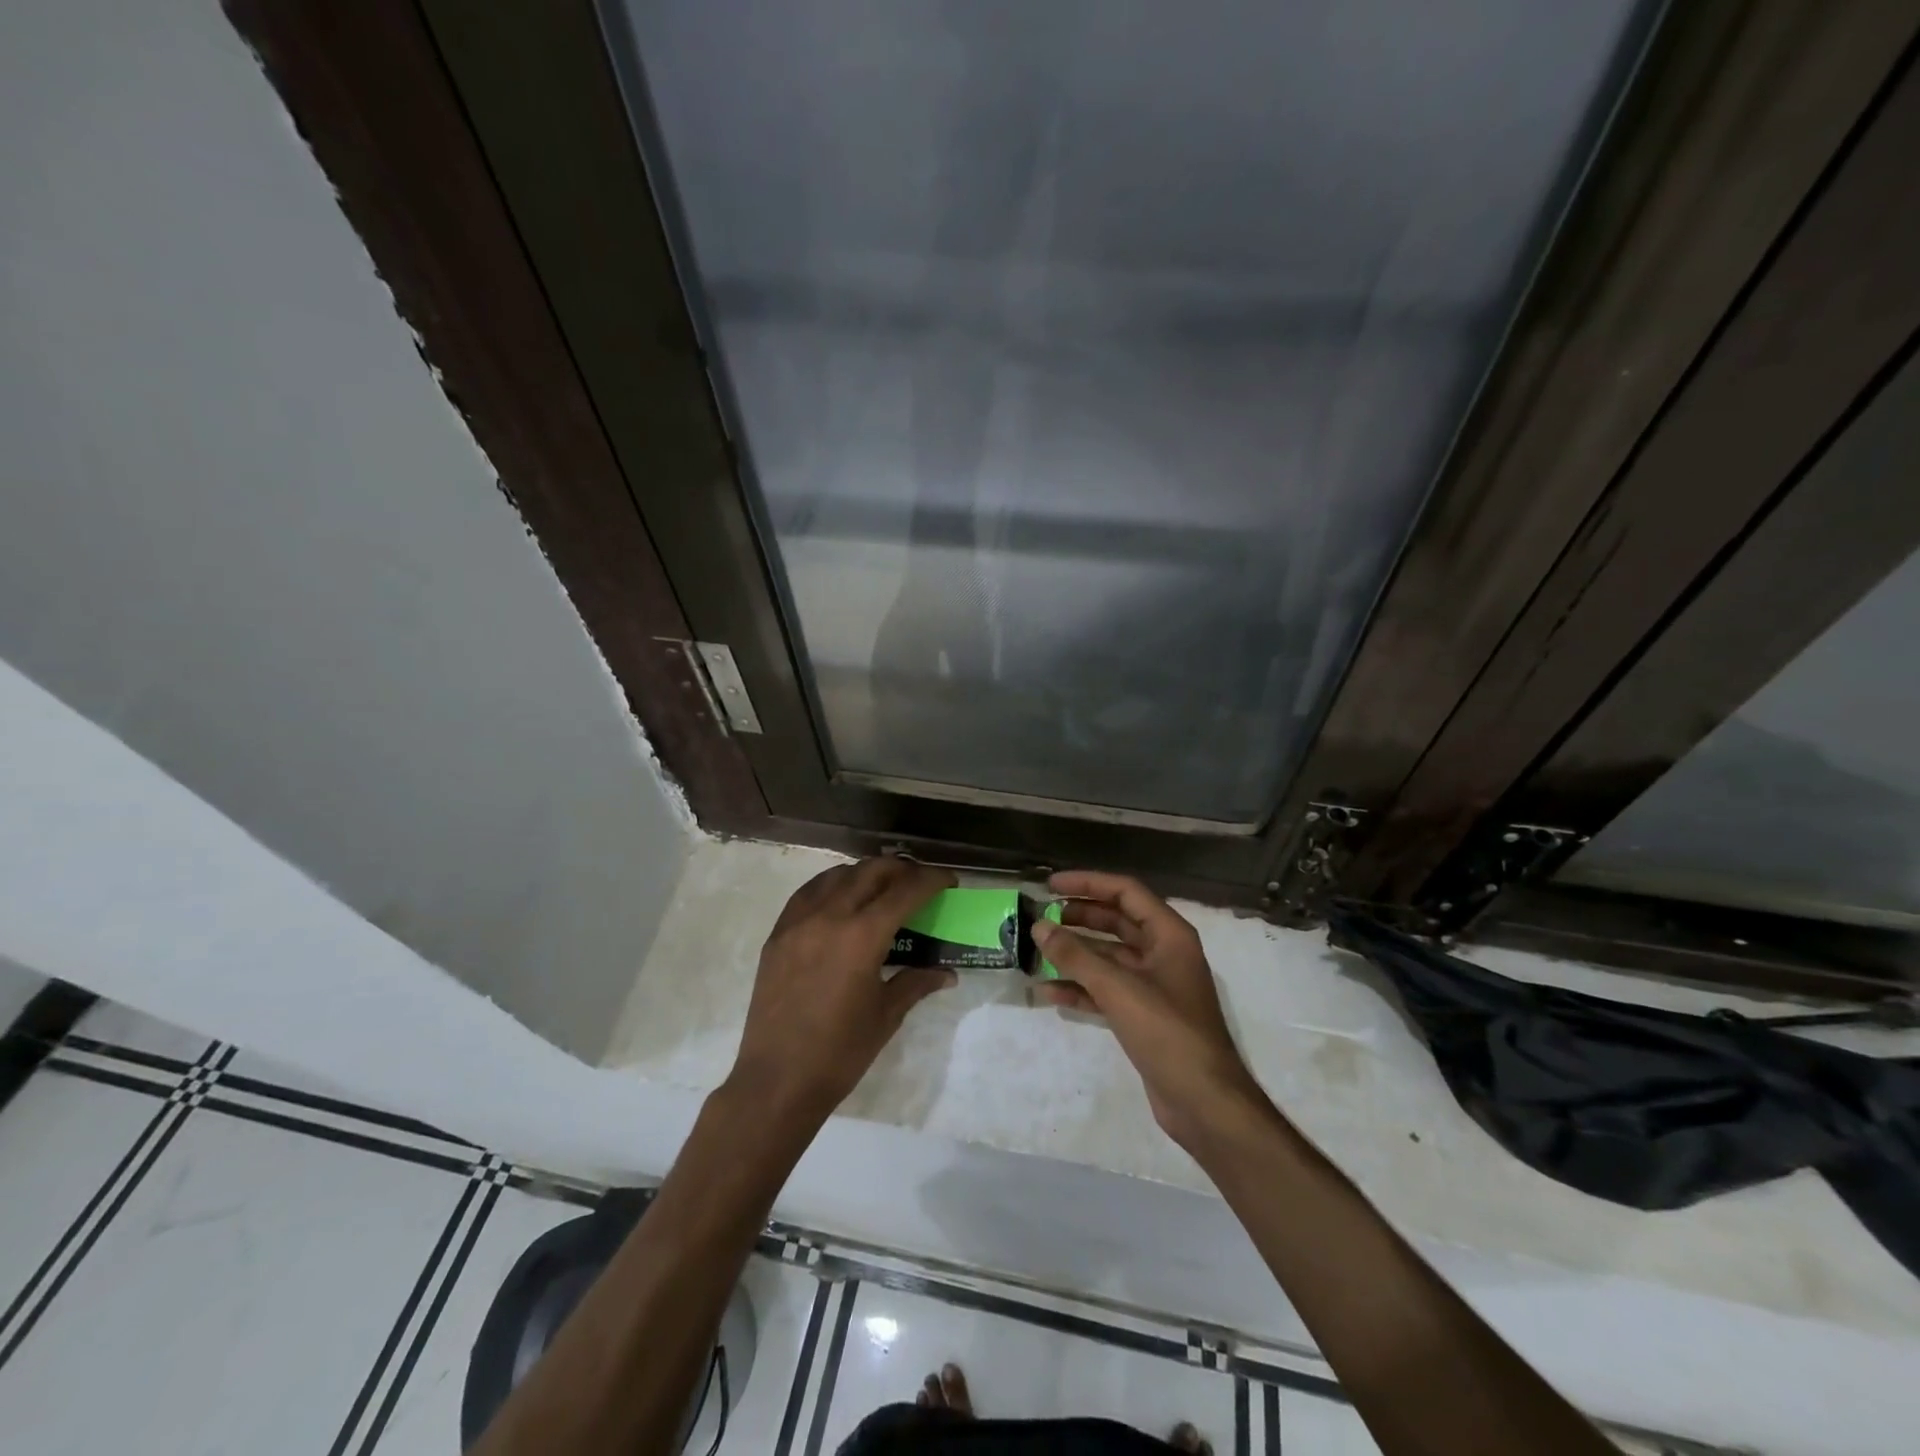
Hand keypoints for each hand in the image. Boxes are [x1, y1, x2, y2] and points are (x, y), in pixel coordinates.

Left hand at [729, 857, 957, 1124]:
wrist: (777, 1080)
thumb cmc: (840, 1052)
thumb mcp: (886, 1015)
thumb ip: (916, 982)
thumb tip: (947, 973)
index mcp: (862, 936)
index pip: (905, 890)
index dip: (932, 879)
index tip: (949, 880)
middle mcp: (829, 916)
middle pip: (871, 871)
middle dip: (902, 869)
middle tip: (919, 882)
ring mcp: (798, 922)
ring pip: (838, 875)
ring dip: (866, 873)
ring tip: (882, 888)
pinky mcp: (777, 934)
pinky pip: (808, 893)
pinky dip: (831, 885)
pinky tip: (841, 899)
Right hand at [1032, 871, 1263, 1148]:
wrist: (1204, 1102)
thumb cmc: (1168, 1032)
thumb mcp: (1118, 988)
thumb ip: (1076, 955)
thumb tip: (1039, 927)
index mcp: (1169, 935)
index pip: (1126, 892)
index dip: (1088, 883)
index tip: (1051, 885)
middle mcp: (1164, 953)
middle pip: (1117, 921)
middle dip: (1080, 917)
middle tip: (1043, 917)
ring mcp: (1155, 985)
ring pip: (1109, 957)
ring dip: (1076, 953)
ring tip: (1039, 950)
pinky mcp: (1144, 1015)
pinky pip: (1107, 990)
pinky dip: (1081, 988)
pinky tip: (1049, 991)